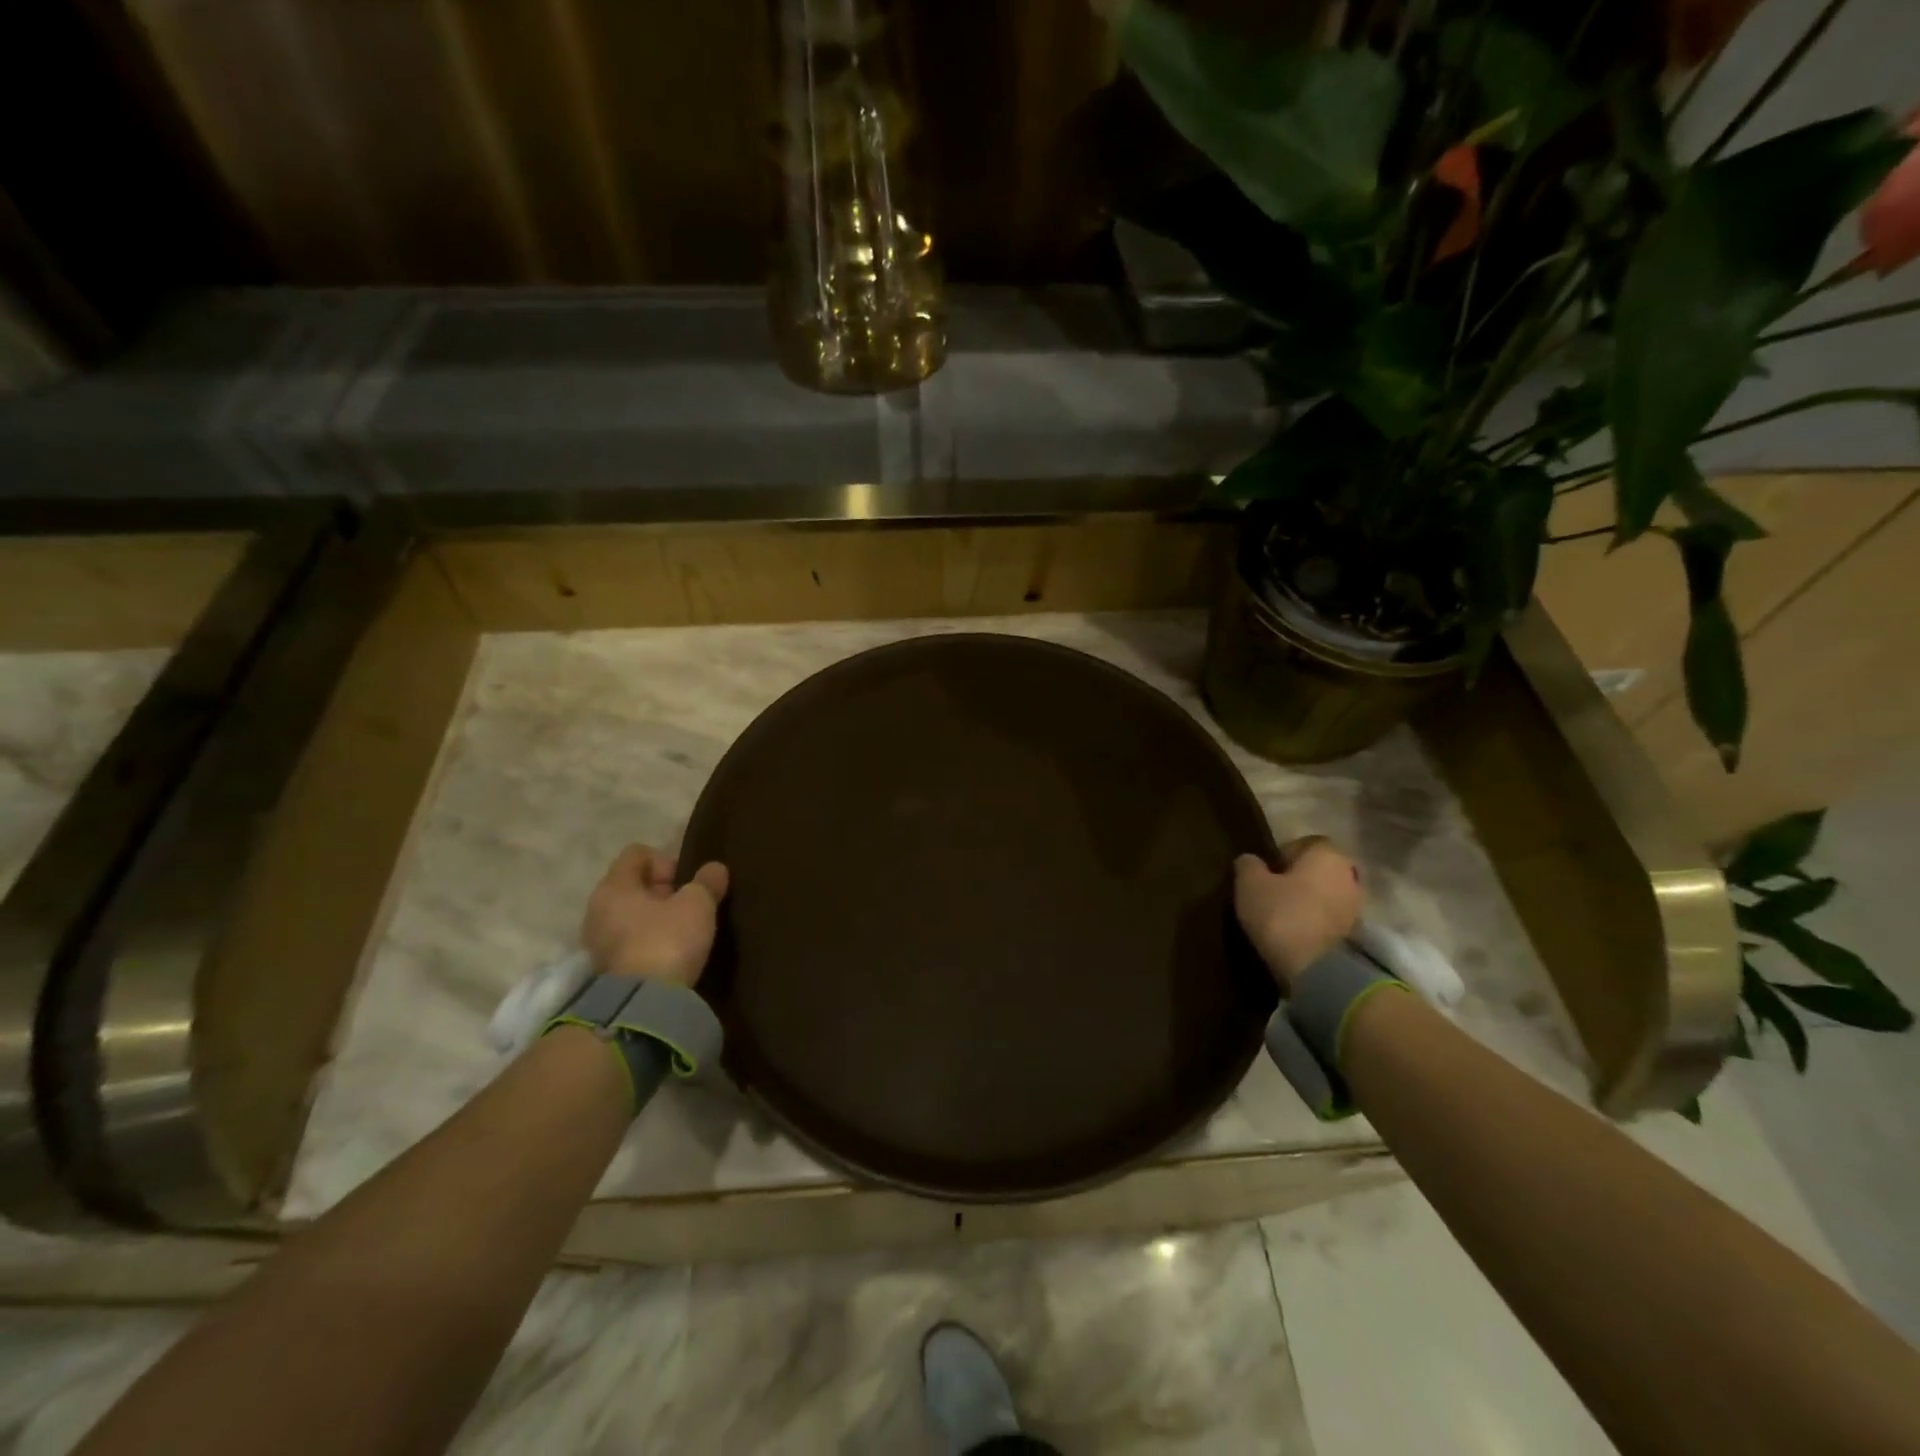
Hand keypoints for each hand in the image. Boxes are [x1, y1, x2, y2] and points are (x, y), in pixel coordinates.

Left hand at [581, 845, 729, 988]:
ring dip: (658, 918)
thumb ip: (707, 882)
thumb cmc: (667, 941)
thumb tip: (714, 868)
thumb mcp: (698, 905)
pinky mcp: (607, 968)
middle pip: (634, 885)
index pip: (637, 853)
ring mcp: (598, 941)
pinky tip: (672, 952)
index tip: (688, 881)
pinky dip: (650, 940)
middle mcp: (598, 908)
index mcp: (614, 886)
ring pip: (633, 914)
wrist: (642, 1006)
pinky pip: (631, 940)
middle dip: (665, 891)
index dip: (667, 860)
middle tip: (691, 906)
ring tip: (685, 931)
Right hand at [1234, 837, 1362, 992]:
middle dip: (1296, 879)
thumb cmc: (1282, 915)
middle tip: (1270, 894)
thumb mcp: (1249, 884)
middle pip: (1317, 870)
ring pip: (1325, 895)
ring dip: (1307, 902)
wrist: (1317, 971)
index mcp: (1328, 854)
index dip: (1281, 855)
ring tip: (1280, 917)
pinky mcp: (1357, 936)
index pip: (1304, 843)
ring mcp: (1357, 906)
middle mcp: (1350, 874)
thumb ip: (1248, 865)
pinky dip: (1315, 922)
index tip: (1264, 873)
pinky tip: (1294, 934)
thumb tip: (1250, 860)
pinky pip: (1329, 919)